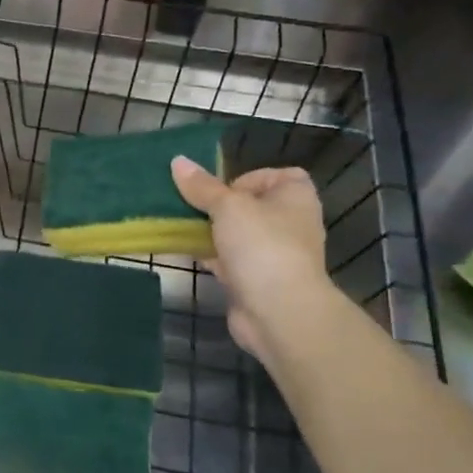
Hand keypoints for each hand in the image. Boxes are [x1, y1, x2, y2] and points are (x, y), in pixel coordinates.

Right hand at [170, 157, 331, 361]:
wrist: (278, 311)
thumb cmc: (261, 245)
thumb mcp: (228, 206)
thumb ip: (202, 186)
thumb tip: (177, 161)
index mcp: (295, 197)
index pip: (277, 176)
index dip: (249, 178)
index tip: (222, 189)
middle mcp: (290, 223)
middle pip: (251, 206)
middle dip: (220, 206)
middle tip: (192, 207)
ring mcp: (274, 254)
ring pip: (237, 234)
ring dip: (212, 232)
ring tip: (180, 226)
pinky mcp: (256, 280)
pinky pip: (229, 260)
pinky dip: (210, 256)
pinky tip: (186, 252)